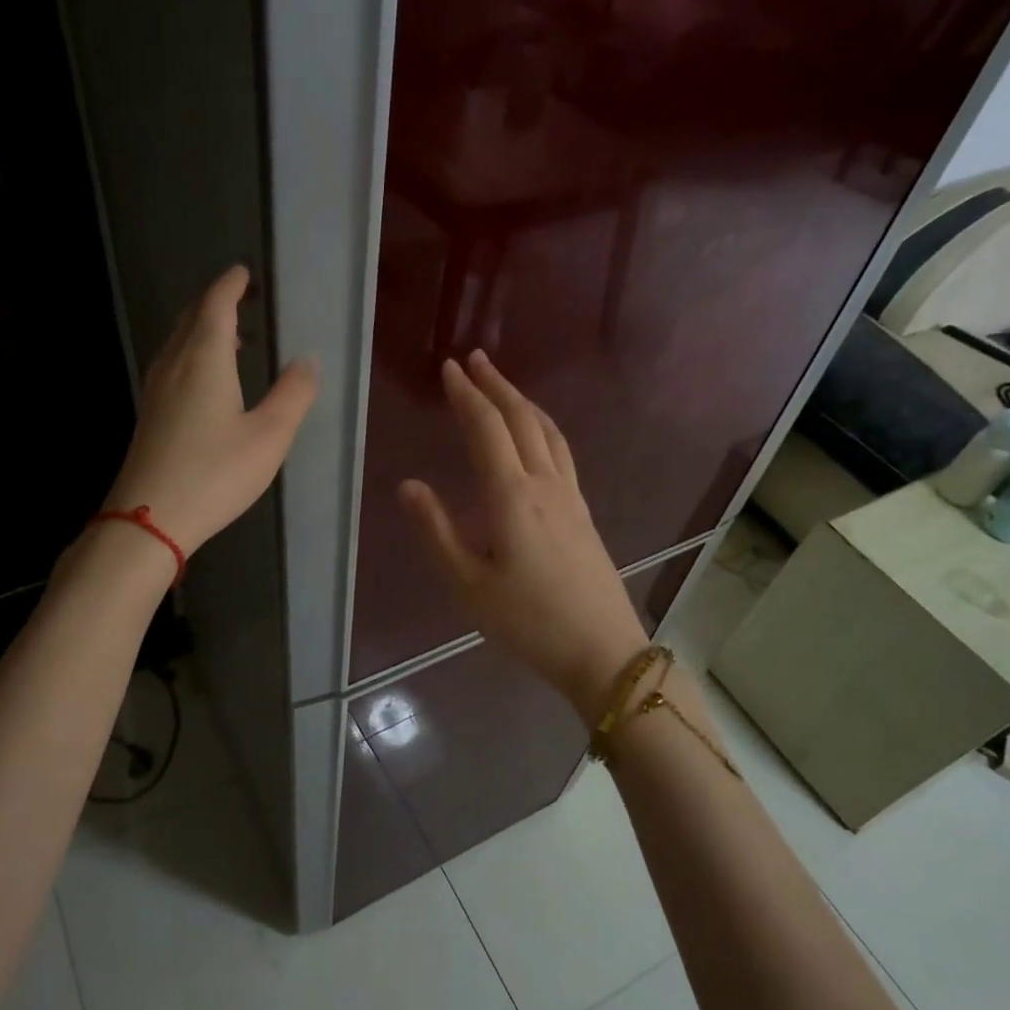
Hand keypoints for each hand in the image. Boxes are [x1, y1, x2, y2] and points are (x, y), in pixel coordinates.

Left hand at [103, 265, 318, 557]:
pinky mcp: (150, 414)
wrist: (150, 518)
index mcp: (205, 359)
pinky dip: (192, 354)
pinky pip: (172, 365)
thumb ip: (293, 395)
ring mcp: (156, 390)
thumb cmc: (216, 474)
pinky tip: (205, 379)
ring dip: (203, 330)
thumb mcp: (269, 436)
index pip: (216, 306)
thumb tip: (308, 360)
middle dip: (216, 303)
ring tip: (230, 337)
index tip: (243, 273)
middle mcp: (175, 365)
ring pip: (178, 342)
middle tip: (240, 299)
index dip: (231, 286)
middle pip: (193, 319)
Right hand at [399, 350, 648, 724]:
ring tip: (503, 386)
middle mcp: (545, 484)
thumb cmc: (528, 621)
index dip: (466, 396)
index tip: (449, 368)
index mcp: (512, 496)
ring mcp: (570, 496)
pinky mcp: (583, 512)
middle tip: (474, 360)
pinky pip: (561, 451)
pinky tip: (536, 436)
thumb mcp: (469, 583)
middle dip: (496, 385)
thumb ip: (436, 531)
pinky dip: (542, 427)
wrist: (601, 649)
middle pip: (522, 419)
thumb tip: (408, 484)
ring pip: (547, 432)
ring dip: (522, 401)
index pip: (487, 429)